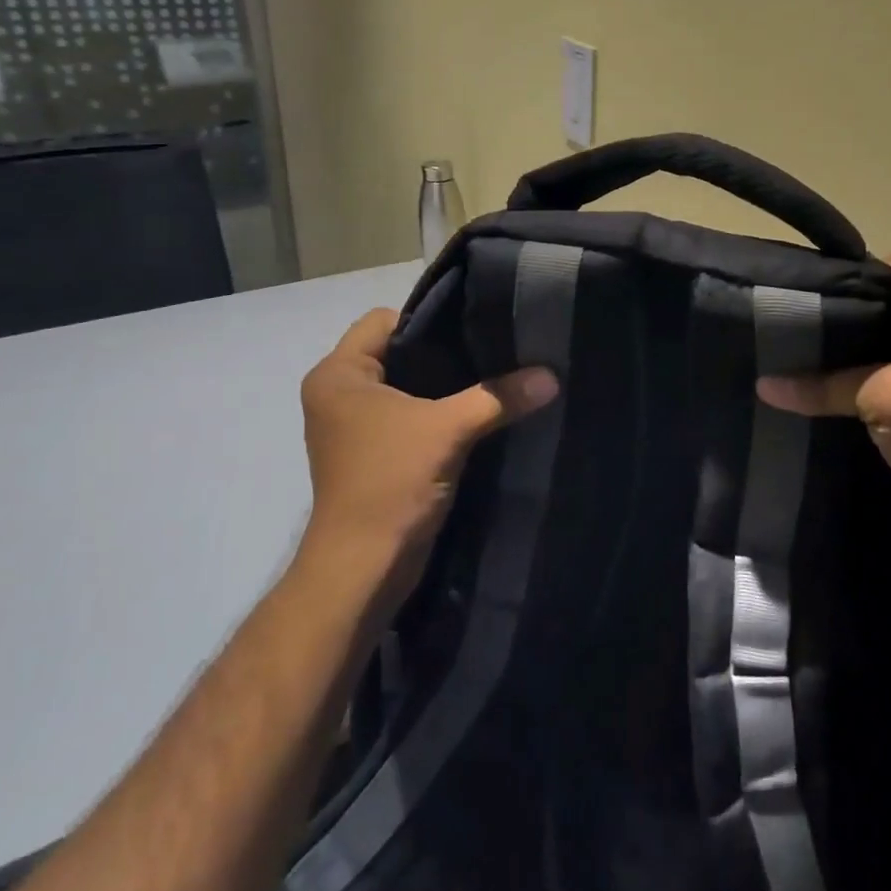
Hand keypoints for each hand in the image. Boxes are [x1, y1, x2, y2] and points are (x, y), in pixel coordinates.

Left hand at [297, 309, 557, 606]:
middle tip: (493, 353)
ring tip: (492, 381)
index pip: (384, 320)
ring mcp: (353, 427)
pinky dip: (437, 415)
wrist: (363, 570)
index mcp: (338, 375)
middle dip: (444, 354)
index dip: (429, 321)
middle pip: (398, 352)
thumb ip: (499, 397)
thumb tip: (552, 376)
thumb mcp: (449, 431)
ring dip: (444, 388)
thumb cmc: (390, 483)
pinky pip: (408, 416)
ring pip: (407, 387)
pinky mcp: (371, 454)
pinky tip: (477, 416)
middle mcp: (339, 394)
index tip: (474, 332)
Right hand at [757, 254, 890, 548]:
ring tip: (797, 339)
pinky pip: (890, 354)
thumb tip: (763, 384)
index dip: (851, 280)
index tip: (802, 294)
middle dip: (845, 309)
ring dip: (850, 338)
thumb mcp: (885, 400)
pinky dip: (860, 360)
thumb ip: (825, 383)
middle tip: (792, 317)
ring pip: (887, 326)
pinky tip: (819, 366)